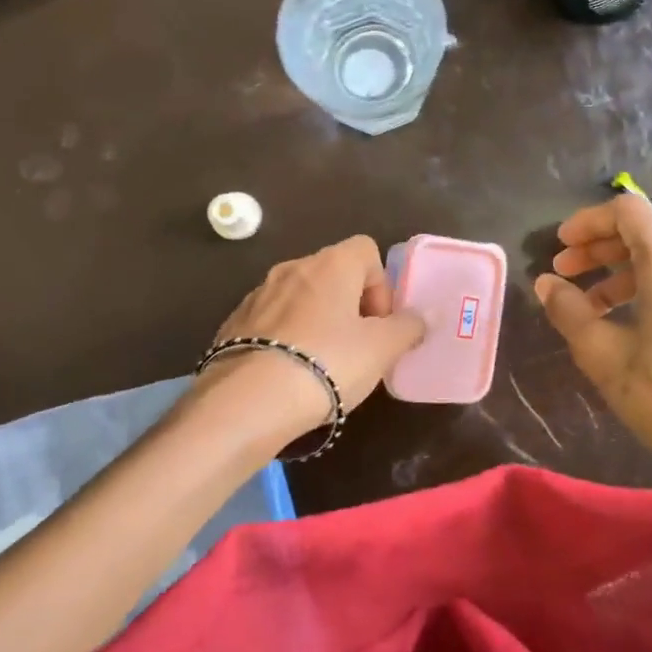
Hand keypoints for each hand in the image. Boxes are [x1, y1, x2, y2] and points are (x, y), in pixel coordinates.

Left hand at [195, 235, 424, 444]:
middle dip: (350, 306)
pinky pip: (272, 321)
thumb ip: (407, 328)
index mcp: (330, 264)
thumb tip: (418, 318)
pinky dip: (287, 338)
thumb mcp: (382, 349)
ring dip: (318, 321)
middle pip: (333, 274)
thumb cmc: (328, 363)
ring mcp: (257, 294)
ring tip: (322, 365)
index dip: (380, 285)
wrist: (249, 401)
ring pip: (301, 298)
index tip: (379, 323)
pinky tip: (289, 374)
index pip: (366, 250)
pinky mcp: (233, 323)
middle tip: (357, 347)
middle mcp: (292, 268)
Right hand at [534, 196, 651, 504]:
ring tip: (589, 305)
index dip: (588, 222)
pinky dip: (649, 287)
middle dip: (599, 249)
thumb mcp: (605, 357)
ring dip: (621, 272)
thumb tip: (546, 283)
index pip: (628, 212)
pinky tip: (626, 321)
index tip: (560, 246)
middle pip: (645, 233)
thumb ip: (570, 311)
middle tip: (564, 273)